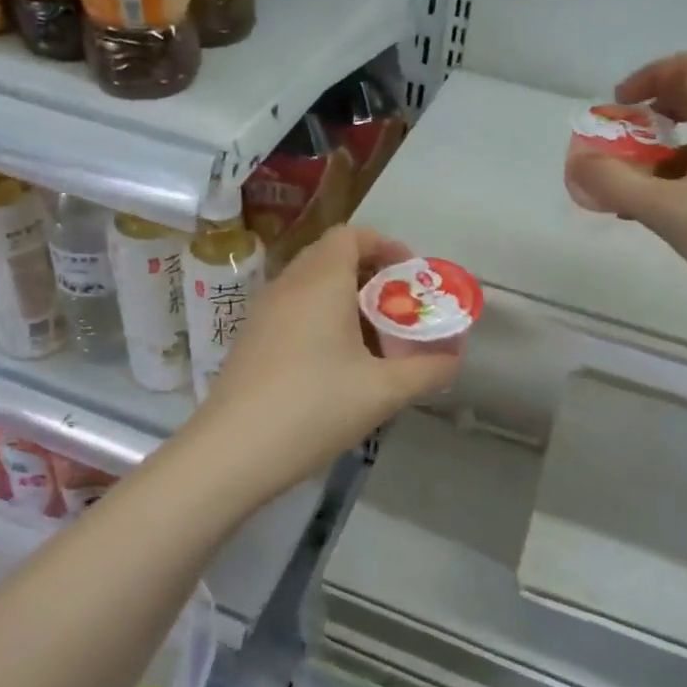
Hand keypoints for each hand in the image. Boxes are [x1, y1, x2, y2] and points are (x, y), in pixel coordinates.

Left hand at [192, 226, 459, 493]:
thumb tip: (453, 359)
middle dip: (369, 274)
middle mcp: (288, 285)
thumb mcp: (383, 392)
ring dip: (344, 298)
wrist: (233, 451)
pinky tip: (334, 363)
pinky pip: (292, 309)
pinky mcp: (250, 339)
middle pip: (330, 257)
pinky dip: (319, 318)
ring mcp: (263, 312)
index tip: (410, 276)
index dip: (385, 246)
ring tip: (372, 338)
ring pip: (309, 285)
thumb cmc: (315, 408)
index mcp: (321, 282)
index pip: (351, 235)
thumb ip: (428, 370)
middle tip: (397, 308)